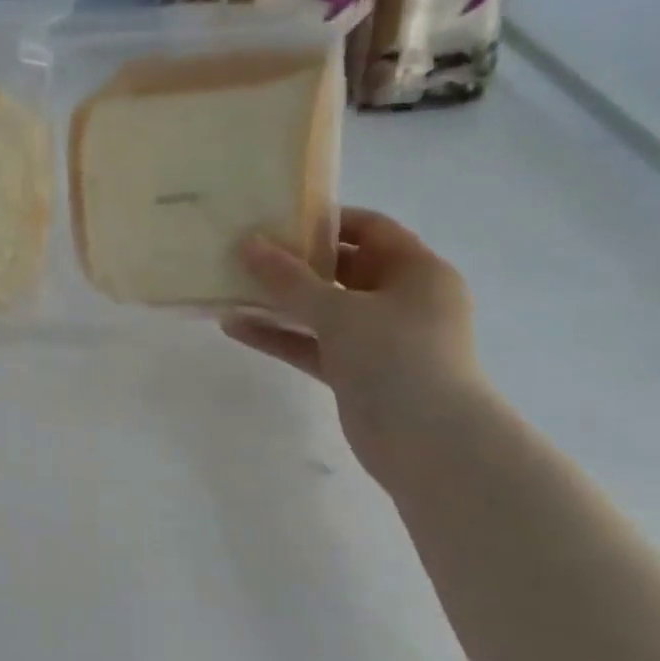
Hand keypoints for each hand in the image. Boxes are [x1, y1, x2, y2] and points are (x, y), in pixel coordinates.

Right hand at [221, 207, 485, 482]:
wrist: (428, 444)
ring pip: (322, 310)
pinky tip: (235, 327)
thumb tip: (246, 244)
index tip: (278, 216)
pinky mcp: (355, 372)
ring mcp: (377, 339)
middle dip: (295, 261)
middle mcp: (400, 299)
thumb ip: (289, 279)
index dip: (326, 221)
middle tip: (246, 249)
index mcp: (416, 271)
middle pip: (342, 269)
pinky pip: (312, 344)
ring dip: (279, 301)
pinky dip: (280, 336)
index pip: (371, 229)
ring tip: (230, 286)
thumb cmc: (397, 358)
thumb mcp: (340, 311)